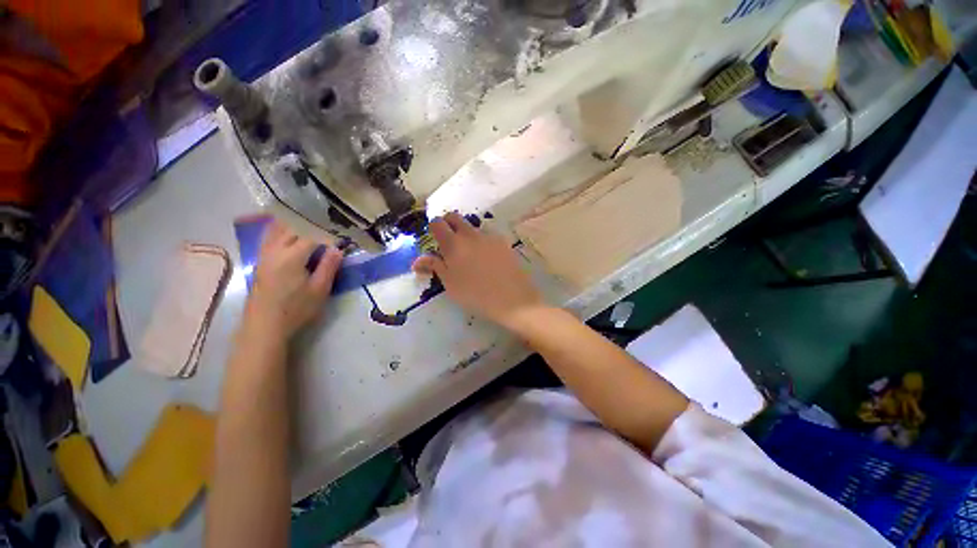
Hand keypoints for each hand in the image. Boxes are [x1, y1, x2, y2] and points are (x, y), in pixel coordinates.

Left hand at [245, 221, 342, 337]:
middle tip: (329, 220)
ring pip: (278, 228)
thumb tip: (338, 248)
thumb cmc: (295, 309)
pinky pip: (270, 235)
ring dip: (295, 221)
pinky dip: (281, 227)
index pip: (312, 235)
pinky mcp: (261, 260)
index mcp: (292, 257)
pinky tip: (289, 228)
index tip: (342, 230)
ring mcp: (265, 254)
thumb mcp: (319, 290)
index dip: (328, 231)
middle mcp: (275, 250)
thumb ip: (329, 266)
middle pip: (293, 226)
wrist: (264, 326)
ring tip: (311, 217)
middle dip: (312, 221)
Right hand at [412, 212, 542, 328]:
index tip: (435, 240)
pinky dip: (482, 241)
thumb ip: (434, 267)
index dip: (433, 228)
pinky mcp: (503, 241)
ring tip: (471, 255)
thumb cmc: (475, 294)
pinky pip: (487, 235)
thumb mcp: (450, 284)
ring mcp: (489, 236)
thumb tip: (418, 260)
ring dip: (466, 234)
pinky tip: (487, 259)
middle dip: (448, 224)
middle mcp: (470, 234)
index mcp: (453, 244)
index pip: (437, 223)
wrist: (512, 298)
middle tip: (449, 242)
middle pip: (455, 217)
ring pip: (472, 227)